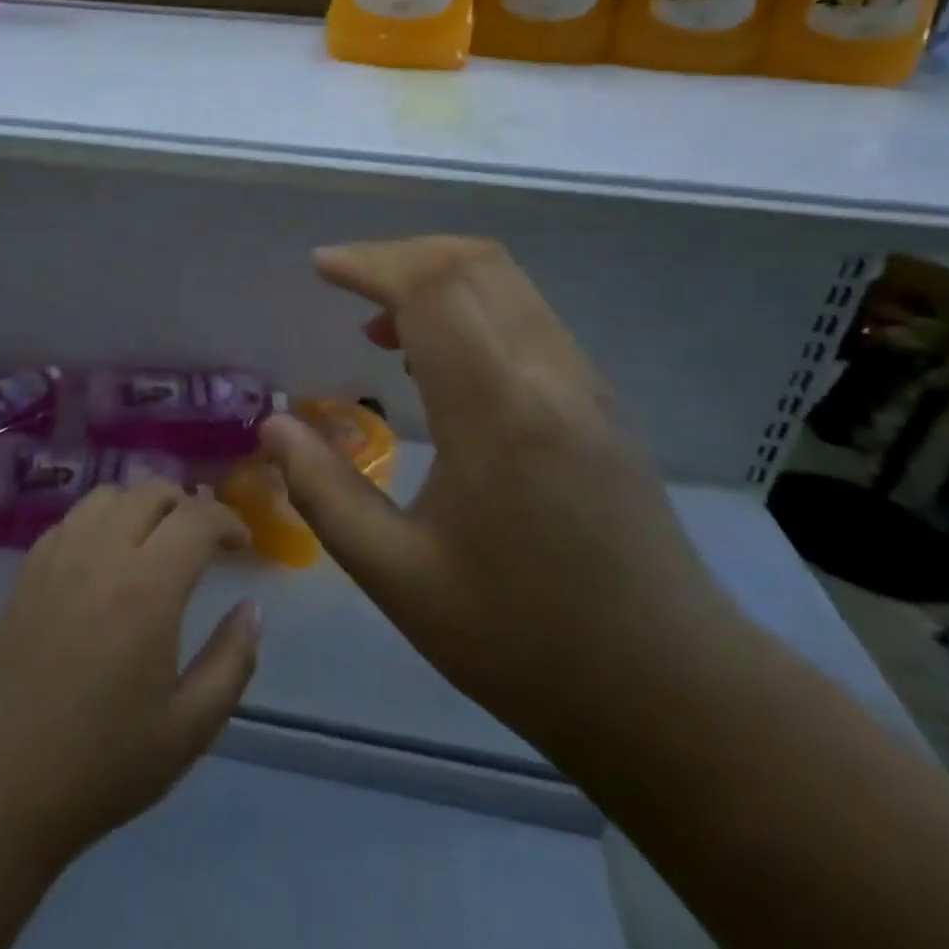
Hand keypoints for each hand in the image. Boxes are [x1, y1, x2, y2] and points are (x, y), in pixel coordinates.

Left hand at [0, 480, 260, 864]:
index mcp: (147, 587)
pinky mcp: (25, 571)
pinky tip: (103, 558)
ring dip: (140, 505)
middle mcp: (101, 554)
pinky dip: (100, 520)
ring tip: (153, 540)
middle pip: (151, 492)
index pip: (196, 519)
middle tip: (202, 540)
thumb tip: (251, 609)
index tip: (241, 543)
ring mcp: (57, 557)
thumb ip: (232, 662)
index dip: (227, 520)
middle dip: (187, 505)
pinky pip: (70, 519)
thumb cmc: (102, 764)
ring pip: (107, 495)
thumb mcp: (189, 729)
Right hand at [261, 237, 728, 742]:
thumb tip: (274, 427)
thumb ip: (325, 492)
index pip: (433, 288)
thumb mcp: (400, 577)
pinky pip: (525, 314)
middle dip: (399, 256)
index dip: (370, 263)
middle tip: (344, 284)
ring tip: (379, 324)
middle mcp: (549, 374)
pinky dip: (469, 305)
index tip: (320, 268)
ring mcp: (584, 381)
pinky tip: (436, 358)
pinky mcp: (598, 398)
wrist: (674, 692)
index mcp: (498, 411)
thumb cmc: (525, 640)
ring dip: (435, 277)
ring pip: (505, 281)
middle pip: (473, 263)